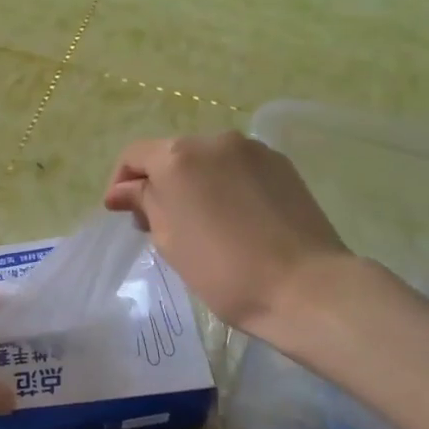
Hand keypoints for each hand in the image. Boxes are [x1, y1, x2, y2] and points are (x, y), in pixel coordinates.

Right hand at [103, 132, 352, 339]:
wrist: (306, 287)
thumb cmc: (224, 270)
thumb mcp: (170, 240)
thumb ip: (144, 204)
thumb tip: (122, 191)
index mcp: (177, 158)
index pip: (135, 156)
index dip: (122, 182)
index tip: (122, 214)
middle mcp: (213, 141)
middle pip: (172, 154)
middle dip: (160, 183)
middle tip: (159, 224)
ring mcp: (252, 149)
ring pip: (208, 160)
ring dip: (194, 182)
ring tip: (201, 222)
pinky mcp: (281, 164)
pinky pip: (238, 167)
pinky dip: (226, 184)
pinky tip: (234, 217)